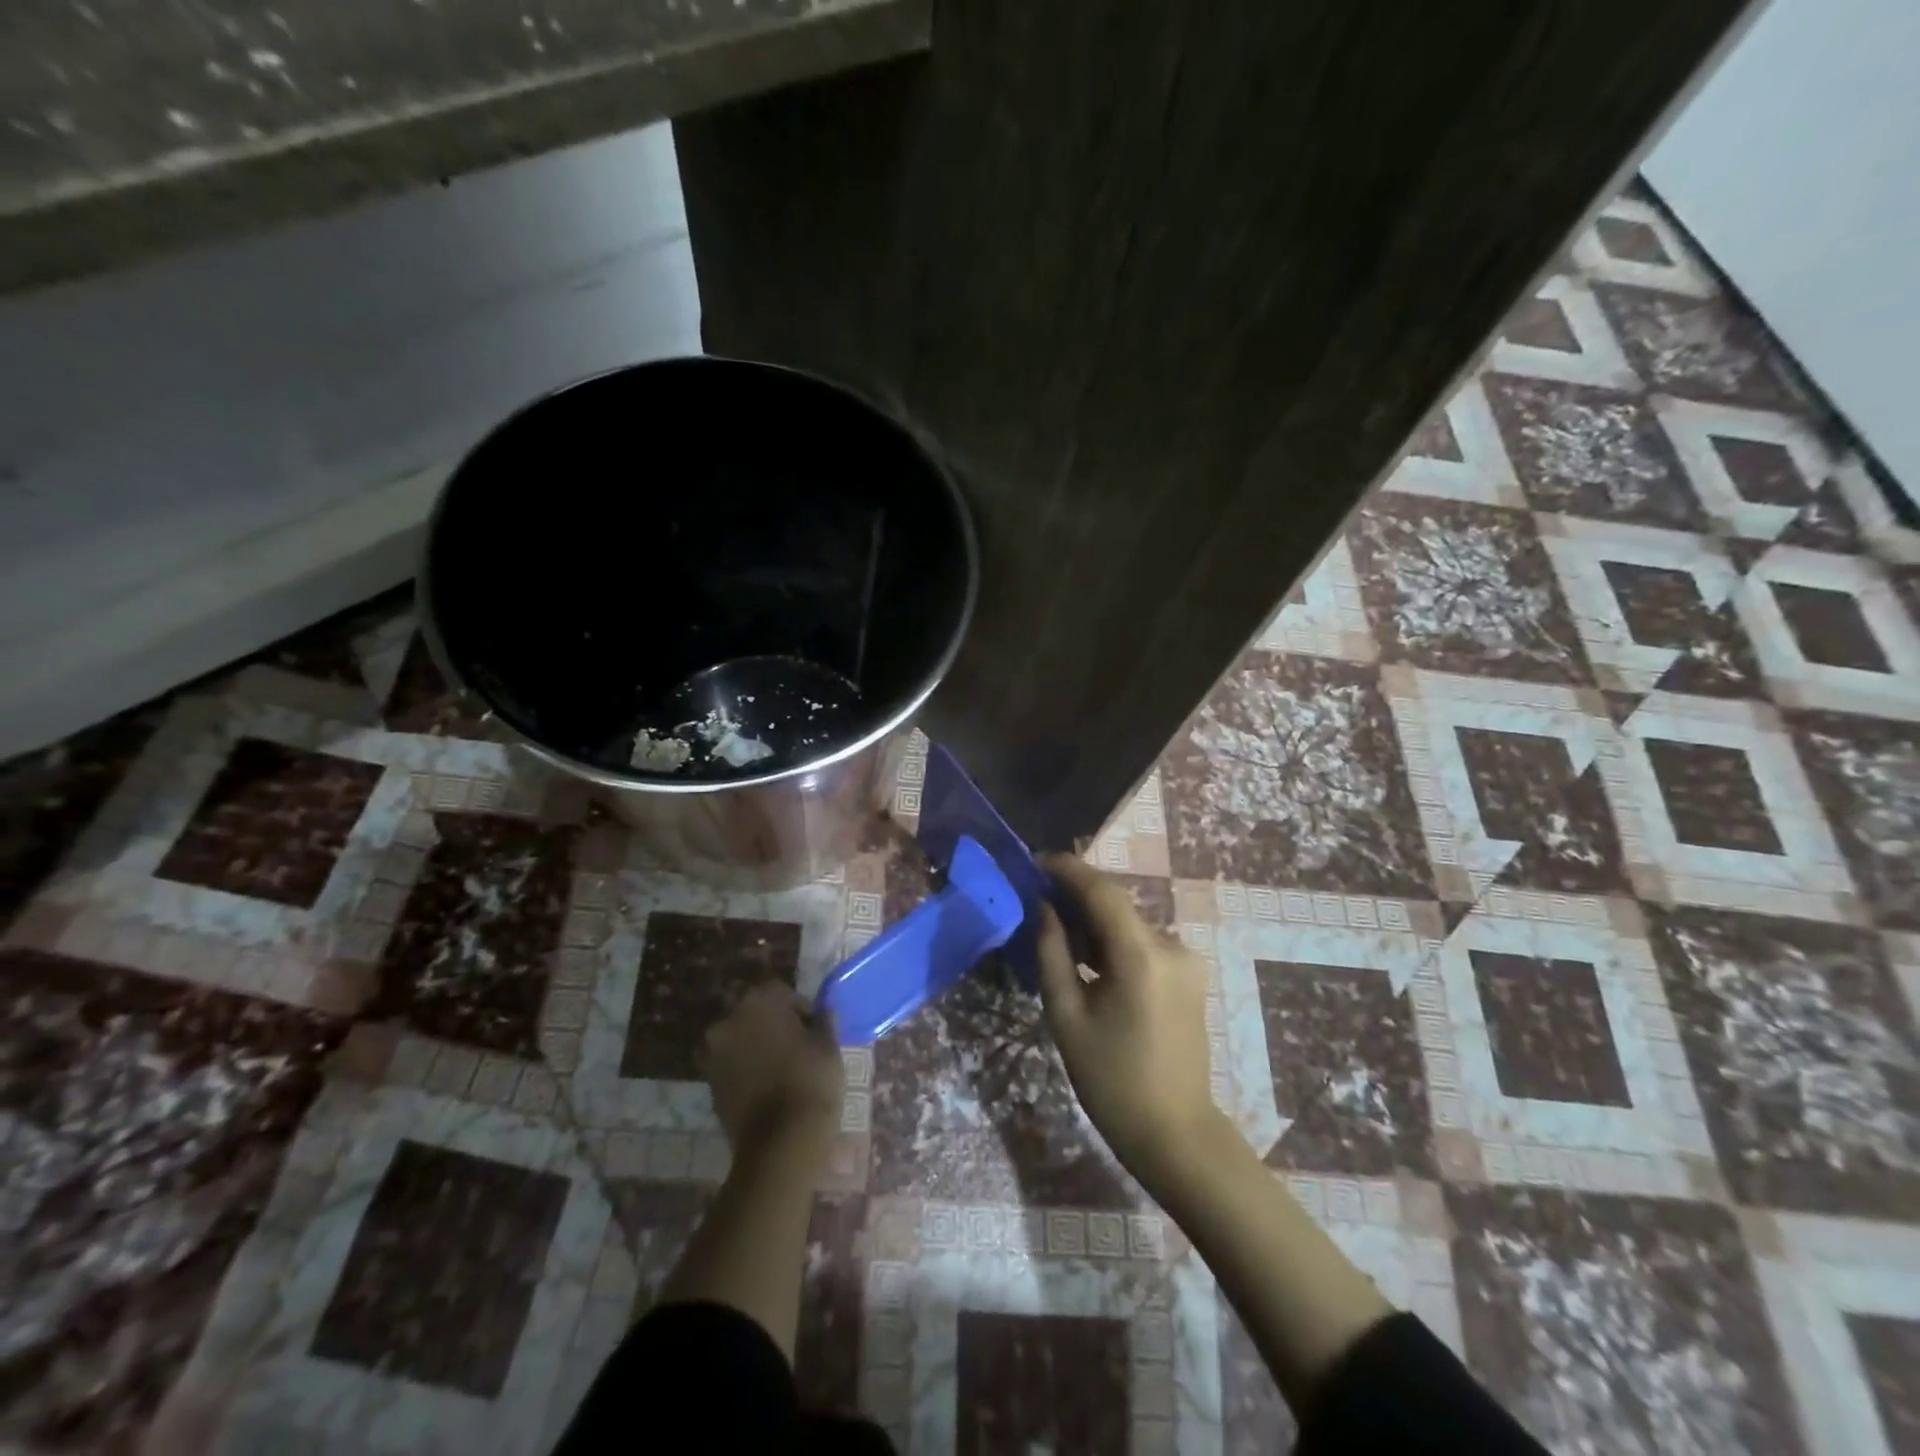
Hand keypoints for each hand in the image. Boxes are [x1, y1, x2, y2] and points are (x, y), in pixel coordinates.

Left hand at [702, 982, 844, 1156]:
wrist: (781, 1141)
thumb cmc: (810, 1080)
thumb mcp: (828, 1044)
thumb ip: (822, 1019)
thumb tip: (821, 1011)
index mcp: (759, 1000)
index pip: (782, 992)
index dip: (800, 1009)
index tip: (814, 1030)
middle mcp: (729, 1019)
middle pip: (756, 1013)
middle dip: (774, 1025)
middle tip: (798, 1047)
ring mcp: (714, 1053)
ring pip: (741, 1039)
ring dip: (757, 1047)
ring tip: (782, 1069)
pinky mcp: (709, 1083)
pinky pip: (732, 1066)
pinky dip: (746, 1070)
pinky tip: (767, 1087)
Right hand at [1036, 854, 1229, 1187]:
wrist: (1175, 1132)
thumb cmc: (1112, 1080)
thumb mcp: (1067, 1016)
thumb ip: (1052, 953)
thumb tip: (1043, 909)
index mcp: (1141, 954)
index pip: (1101, 890)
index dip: (1066, 869)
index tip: (1034, 862)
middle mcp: (1170, 945)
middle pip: (1116, 904)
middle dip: (1075, 896)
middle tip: (1035, 899)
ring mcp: (1185, 960)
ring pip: (1128, 924)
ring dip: (1093, 921)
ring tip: (1055, 931)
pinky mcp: (1188, 975)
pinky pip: (1143, 943)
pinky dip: (1112, 941)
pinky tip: (1087, 957)